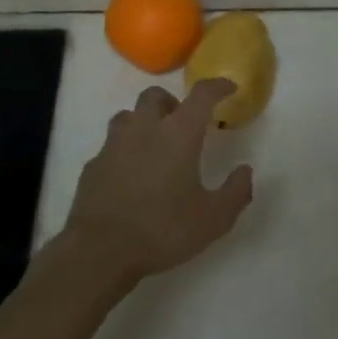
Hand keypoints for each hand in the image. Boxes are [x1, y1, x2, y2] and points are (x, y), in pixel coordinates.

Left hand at [61, 79, 254, 284]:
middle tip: (183, 123)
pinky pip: (110, 146)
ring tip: (154, 145)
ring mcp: (113, 146)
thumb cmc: (163, 230)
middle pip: (155, 95)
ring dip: (144, 121)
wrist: (100, 252)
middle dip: (172, 102)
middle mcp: (144, 129)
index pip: (201, 95)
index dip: (217, 86)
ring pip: (128, 116)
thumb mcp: (214, 219)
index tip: (228, 88)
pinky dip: (123, 151)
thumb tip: (245, 171)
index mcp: (178, 134)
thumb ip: (236, 192)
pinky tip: (129, 175)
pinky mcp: (92, 166)